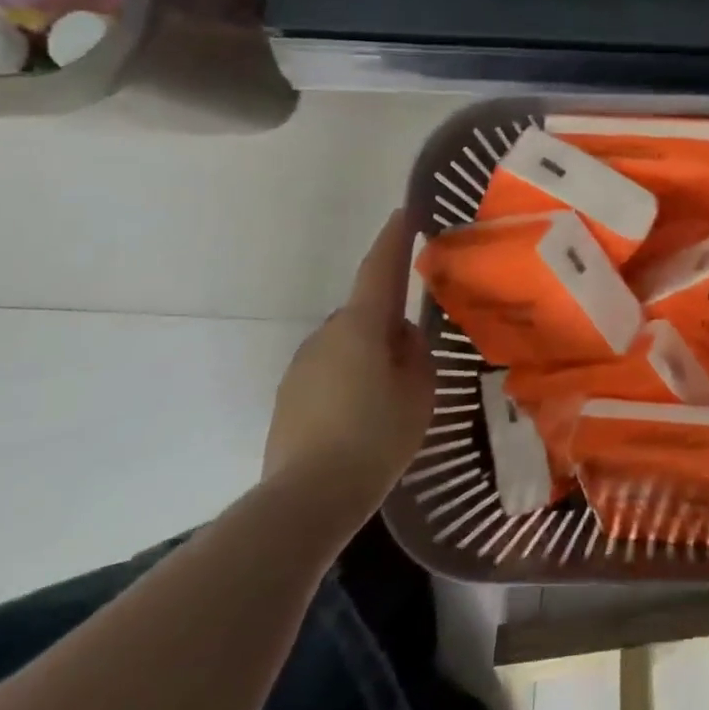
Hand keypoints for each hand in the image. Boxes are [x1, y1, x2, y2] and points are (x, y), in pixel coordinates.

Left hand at [263, 211, 434, 517]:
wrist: (308, 497)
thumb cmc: (376, 436)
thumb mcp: (419, 391)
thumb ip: (415, 354)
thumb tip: (402, 337)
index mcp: (361, 325)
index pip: (380, 269)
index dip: (394, 239)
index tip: (405, 212)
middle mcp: (327, 334)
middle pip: (365, 314)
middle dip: (389, 324)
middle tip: (416, 357)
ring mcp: (302, 365)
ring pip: (347, 346)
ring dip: (369, 358)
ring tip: (391, 399)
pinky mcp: (289, 396)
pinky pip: (330, 373)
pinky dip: (350, 382)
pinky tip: (363, 419)